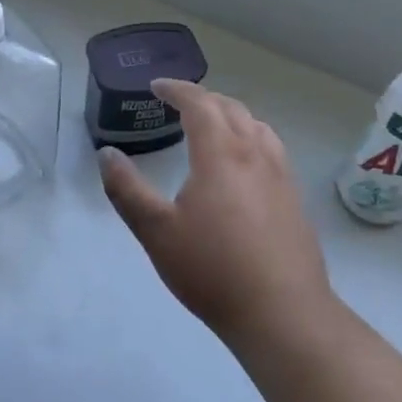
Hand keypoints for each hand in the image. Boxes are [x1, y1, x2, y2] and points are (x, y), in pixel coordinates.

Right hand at [98, 79, 332, 347]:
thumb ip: (127, 190)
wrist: (283, 314)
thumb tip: (107, 154)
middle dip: (203, 98)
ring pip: (257, 126)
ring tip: (212, 125)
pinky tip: (244, 164)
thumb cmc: (212, 270)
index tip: (156, 87)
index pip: (199, 103)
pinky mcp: (294, 199)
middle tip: (179, 103)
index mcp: (221, 153)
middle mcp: (255, 154)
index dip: (176, 89)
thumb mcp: (156, 231)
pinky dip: (250, 136)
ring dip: (230, 115)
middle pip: (231, 108)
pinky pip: (271, 148)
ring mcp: (281, 176)